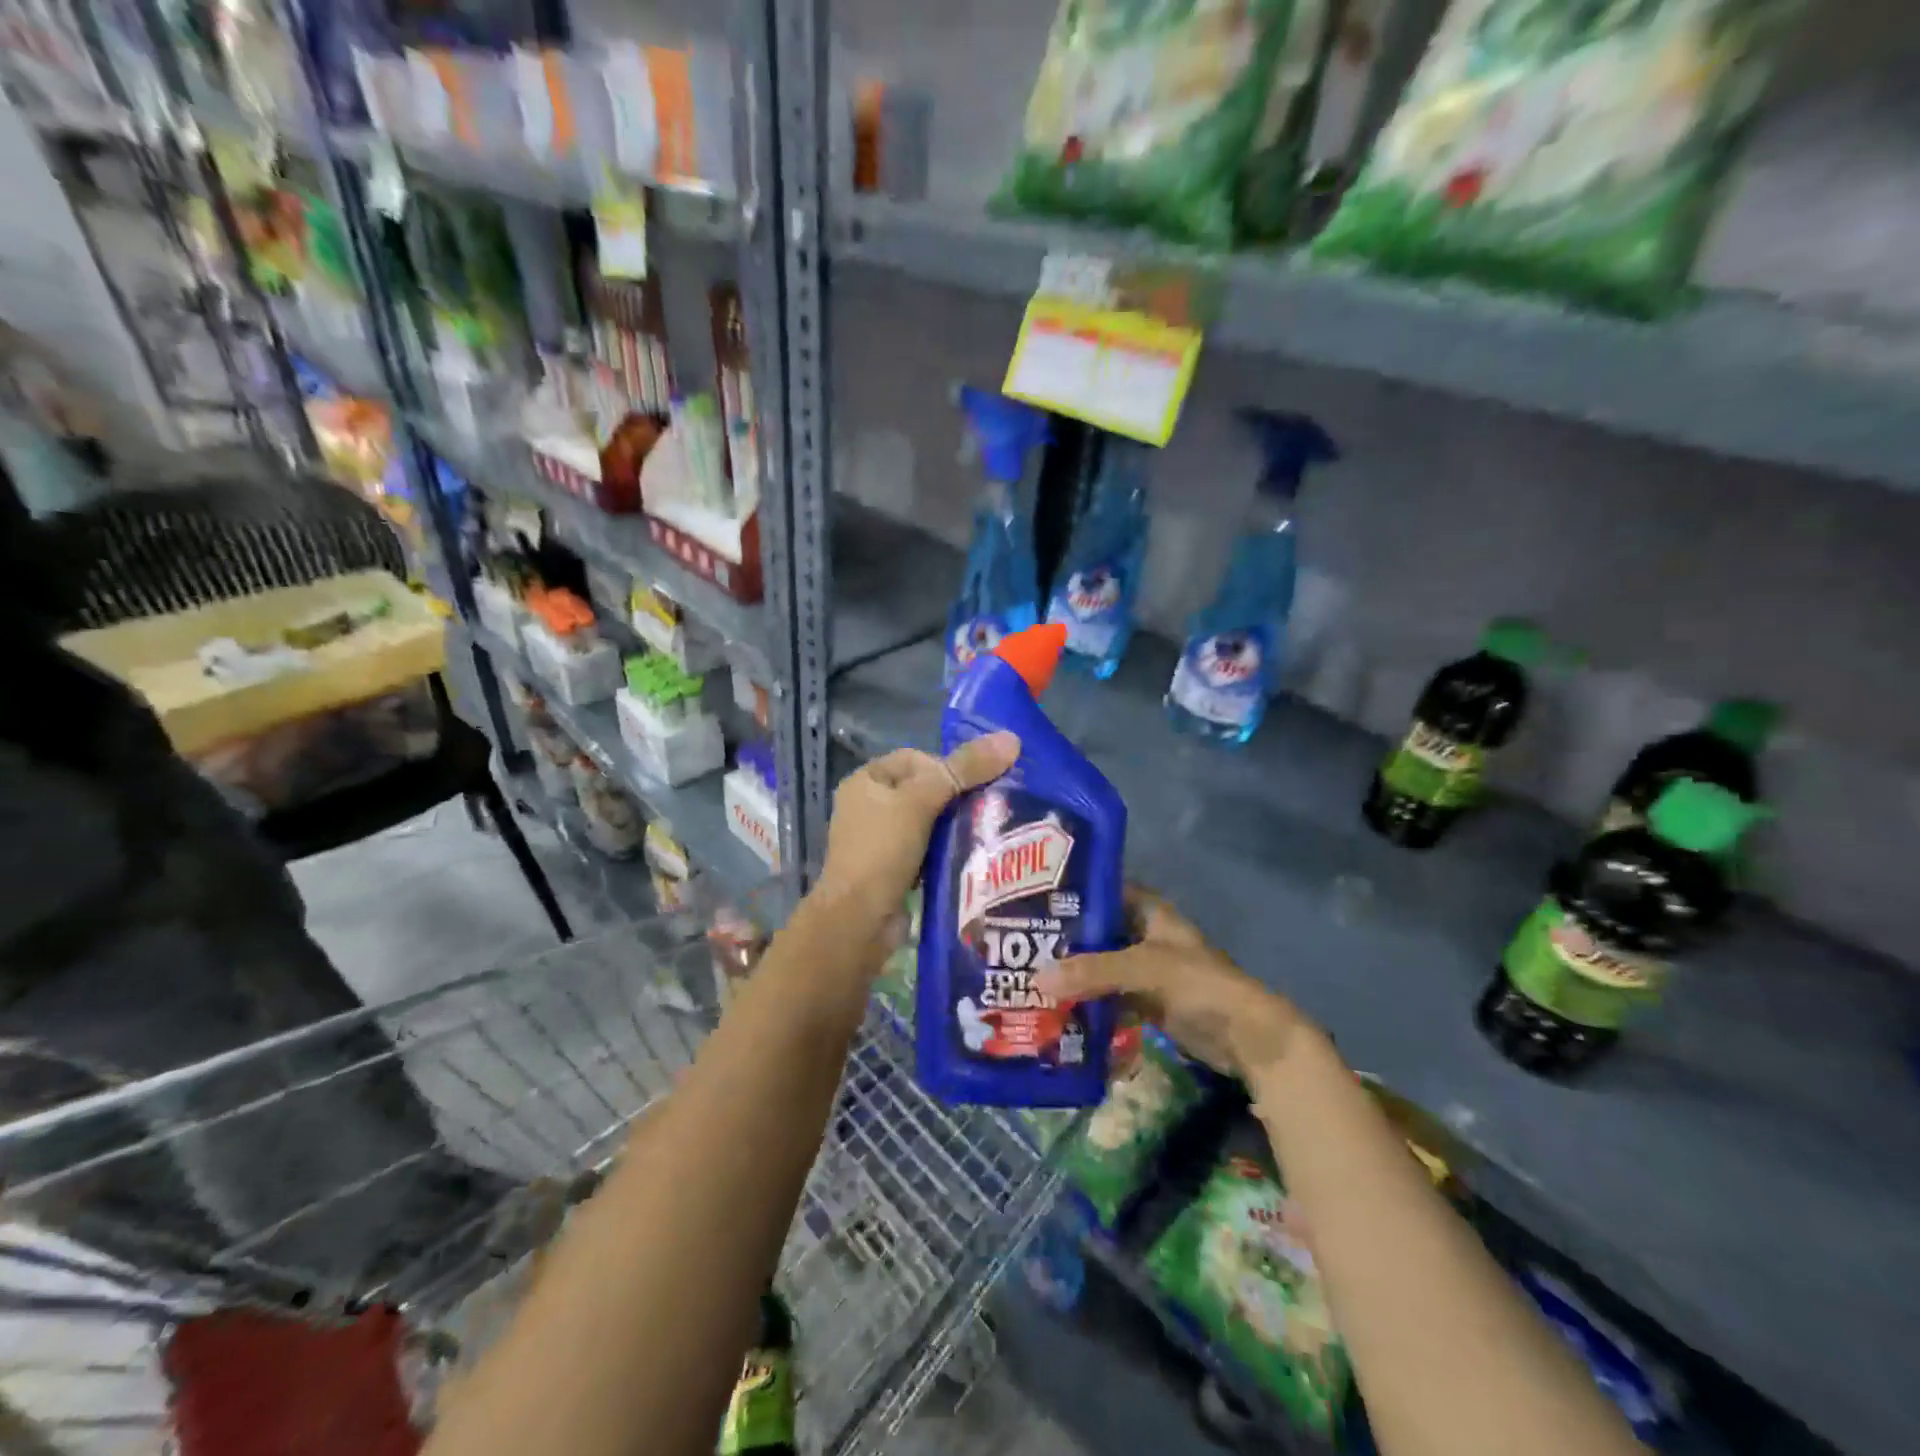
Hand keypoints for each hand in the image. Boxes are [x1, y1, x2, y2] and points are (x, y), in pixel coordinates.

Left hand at [815, 732, 1020, 928]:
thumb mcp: (922, 802)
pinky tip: (973, 857)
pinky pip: (929, 850)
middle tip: (993, 807)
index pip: (916, 758)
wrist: (859, 922)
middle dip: (958, 797)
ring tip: (989, 831)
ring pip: (930, 822)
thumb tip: (1011, 739)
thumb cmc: (883, 851)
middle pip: (926, 790)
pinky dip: (948, 851)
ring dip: (957, 826)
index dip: (948, 766)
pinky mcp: (894, 870)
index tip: (976, 785)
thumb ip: (964, 770)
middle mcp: (869, 807)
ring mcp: (880, 841)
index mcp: (866, 781)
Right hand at [1034, 888, 1310, 1084]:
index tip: (1033, 896)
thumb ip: (1092, 971)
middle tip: (1021, 941)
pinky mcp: (1148, 1003)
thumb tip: (1037, 978)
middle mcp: (1146, 936)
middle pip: (1098, 930)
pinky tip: (1056, 1007)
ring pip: (1101, 966)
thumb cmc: (1200, 986)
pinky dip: (1088, 1002)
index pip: (1106, 889)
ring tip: (1028, 975)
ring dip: (1073, 973)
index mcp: (1150, 912)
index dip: (1074, 890)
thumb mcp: (1143, 969)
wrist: (1247, 1038)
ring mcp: (1147, 972)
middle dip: (1065, 938)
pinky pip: (1109, 997)